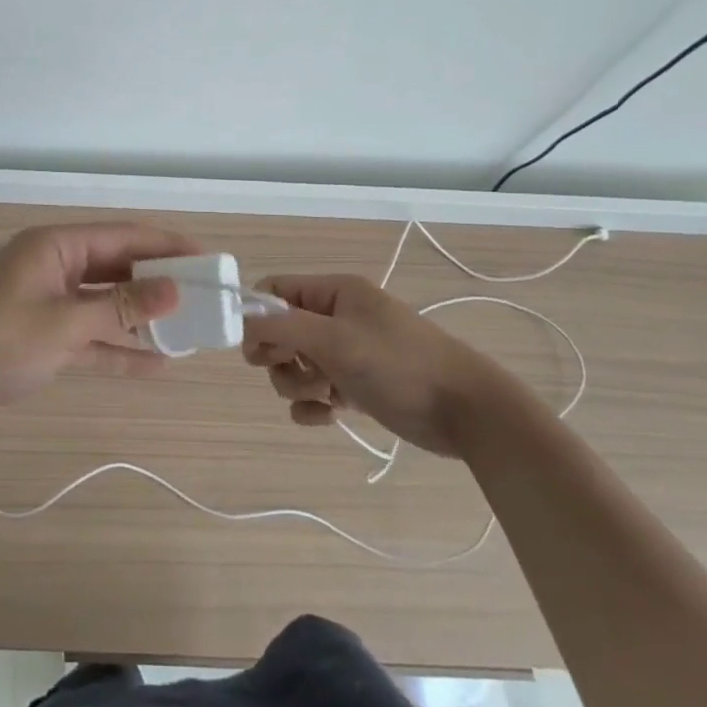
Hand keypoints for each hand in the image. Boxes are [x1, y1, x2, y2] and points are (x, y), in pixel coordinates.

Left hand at [0, 223, 199, 428]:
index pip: (123, 236)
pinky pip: (90, 338)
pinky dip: (118, 349)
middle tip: (205, 297)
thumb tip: (175, 289)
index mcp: (55, 247)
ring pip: (106, 305)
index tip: (208, 258)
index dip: (166, 245)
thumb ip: (121, 308)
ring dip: (141, 319)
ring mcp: (48, 305)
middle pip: (117, 269)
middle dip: (158, 283)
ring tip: (188, 330)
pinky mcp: (42, 339)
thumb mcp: (64, 323)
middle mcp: (54, 268)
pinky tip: (156, 364)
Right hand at [240, 274, 494, 457]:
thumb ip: (282, 327)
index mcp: (335, 293)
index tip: (250, 347)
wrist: (466, 411)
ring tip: (325, 394)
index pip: (276, 291)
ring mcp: (348, 354)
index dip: (257, 316)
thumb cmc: (399, 364)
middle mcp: (338, 318)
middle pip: (281, 331)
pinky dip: (313, 405)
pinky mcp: (357, 387)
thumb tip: (240, 319)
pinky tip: (328, 415)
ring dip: (298, 383)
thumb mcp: (335, 339)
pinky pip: (315, 393)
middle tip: (294, 370)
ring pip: (295, 365)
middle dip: (279, 356)